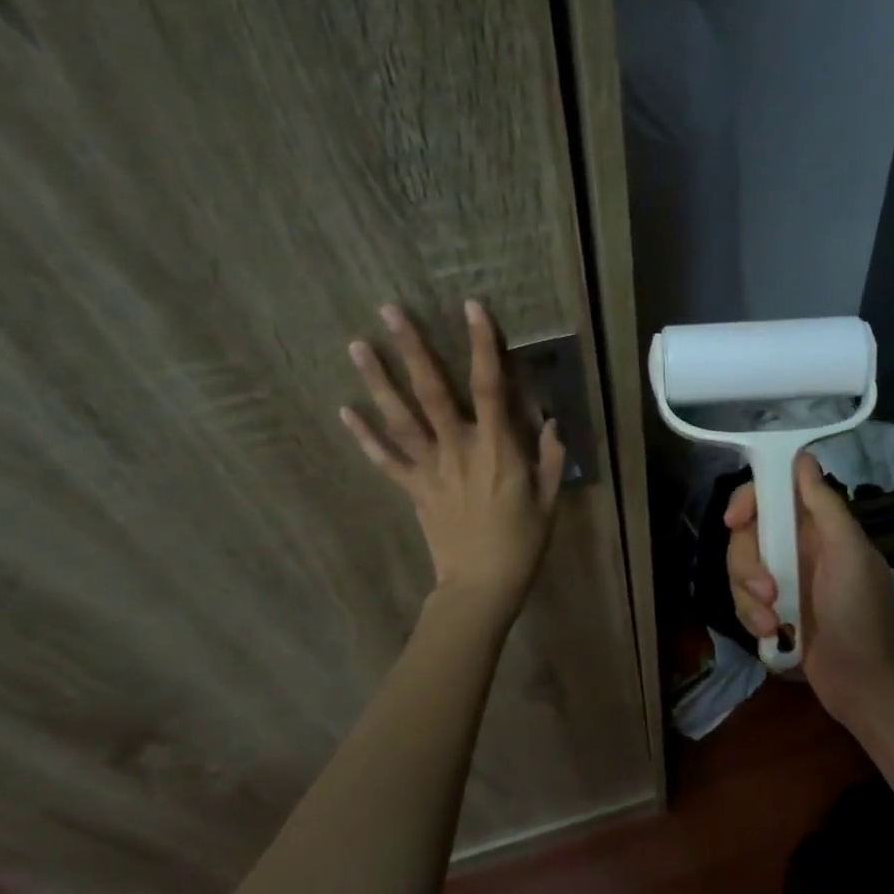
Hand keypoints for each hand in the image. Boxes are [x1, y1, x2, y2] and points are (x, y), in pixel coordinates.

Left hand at [341, 300, 564, 605]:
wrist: (481, 586)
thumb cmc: (523, 542)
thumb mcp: (549, 498)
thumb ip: (550, 456)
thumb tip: (550, 420)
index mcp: (497, 449)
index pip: (491, 387)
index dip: (483, 345)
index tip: (472, 308)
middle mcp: (458, 449)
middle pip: (432, 391)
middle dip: (412, 348)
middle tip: (388, 309)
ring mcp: (430, 469)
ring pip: (400, 418)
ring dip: (377, 380)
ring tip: (357, 345)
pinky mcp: (413, 489)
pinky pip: (385, 459)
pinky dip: (364, 436)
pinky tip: (344, 411)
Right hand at [725, 452, 893, 725]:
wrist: (865, 686)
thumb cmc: (862, 615)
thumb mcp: (850, 555)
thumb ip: (825, 506)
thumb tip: (802, 456)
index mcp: (819, 527)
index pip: (773, 494)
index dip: (749, 501)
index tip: (734, 521)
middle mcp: (798, 548)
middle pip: (747, 535)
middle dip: (748, 564)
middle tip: (768, 591)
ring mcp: (783, 581)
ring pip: (739, 570)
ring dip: (749, 598)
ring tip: (774, 623)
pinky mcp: (773, 612)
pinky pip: (742, 601)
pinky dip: (752, 618)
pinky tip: (774, 636)